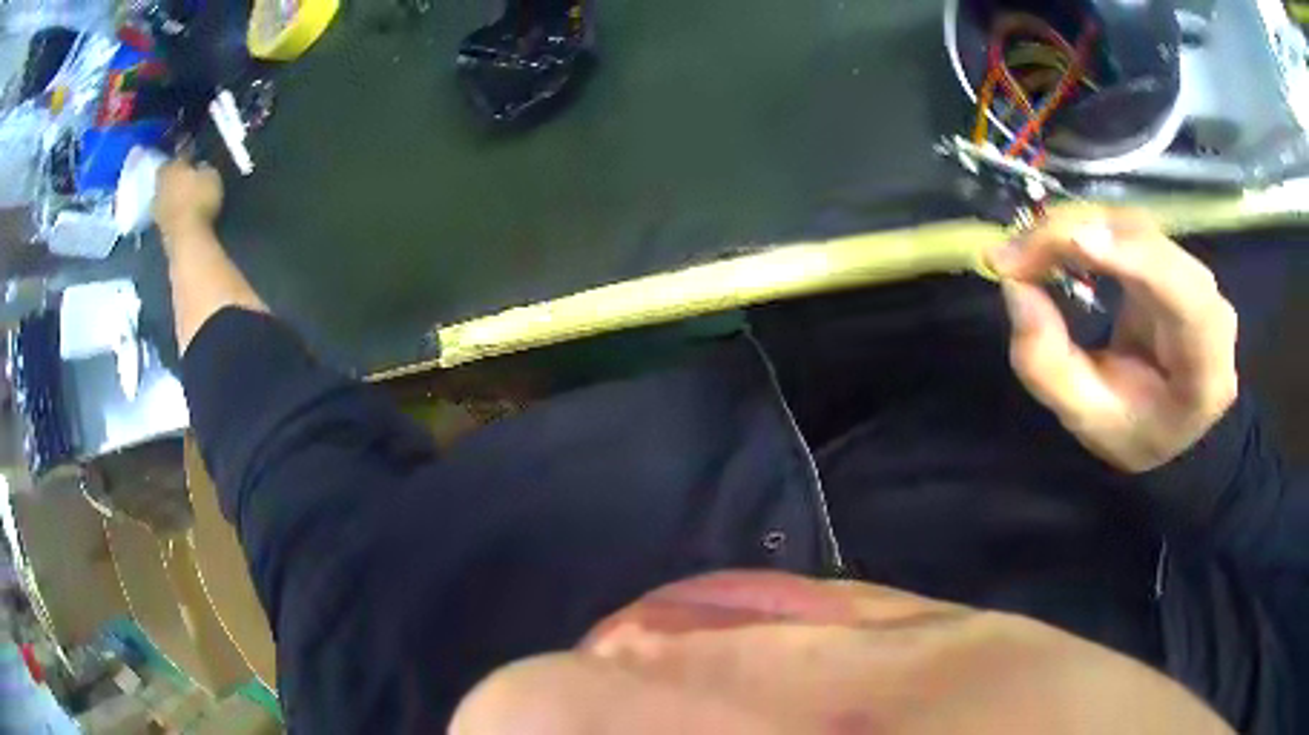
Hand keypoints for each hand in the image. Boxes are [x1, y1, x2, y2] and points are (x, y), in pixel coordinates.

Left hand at [153, 158, 223, 239]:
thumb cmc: (200, 202)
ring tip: (179, 196)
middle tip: (182, 176)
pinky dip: (170, 211)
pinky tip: (178, 213)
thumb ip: (204, 170)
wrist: (186, 239)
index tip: (194, 157)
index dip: (187, 155)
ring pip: (162, 194)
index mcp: (174, 167)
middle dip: (173, 174)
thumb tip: (200, 168)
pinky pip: (164, 213)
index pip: (180, 156)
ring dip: (169, 194)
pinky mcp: (159, 228)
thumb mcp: (211, 177)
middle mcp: (161, 184)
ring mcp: (157, 208)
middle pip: (165, 175)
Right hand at [988, 208, 1238, 472]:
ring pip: (1135, 227)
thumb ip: (1049, 367)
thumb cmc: (1133, 430)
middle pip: (1152, 246)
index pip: (1184, 297)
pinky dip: (1085, 228)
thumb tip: (1015, 287)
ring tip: (1024, 251)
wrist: (1165, 421)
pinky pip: (1127, 228)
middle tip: (1014, 256)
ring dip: (1075, 229)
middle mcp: (1212, 307)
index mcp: (1207, 366)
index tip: (1076, 243)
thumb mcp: (1086, 419)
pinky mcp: (1172, 257)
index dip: (1135, 260)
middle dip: (1081, 237)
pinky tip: (1052, 242)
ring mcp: (1195, 275)